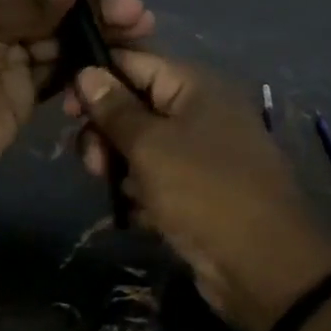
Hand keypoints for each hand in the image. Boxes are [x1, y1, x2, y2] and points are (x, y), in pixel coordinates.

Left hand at [0, 0, 153, 217]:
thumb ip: (30, 0)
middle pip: (50, 4)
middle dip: (90, 5)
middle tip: (134, 13)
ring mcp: (11, 57)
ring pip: (61, 37)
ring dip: (96, 34)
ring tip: (137, 32)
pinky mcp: (27, 91)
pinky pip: (61, 70)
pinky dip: (84, 65)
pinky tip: (112, 60)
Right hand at [67, 54, 330, 330]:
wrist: (263, 267)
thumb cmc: (203, 191)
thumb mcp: (150, 145)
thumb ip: (114, 109)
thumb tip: (86, 72)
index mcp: (196, 88)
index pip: (136, 63)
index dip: (98, 78)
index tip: (67, 106)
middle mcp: (200, 114)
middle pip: (135, 107)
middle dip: (106, 132)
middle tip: (92, 161)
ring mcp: (201, 155)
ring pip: (142, 148)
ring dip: (120, 167)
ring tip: (112, 188)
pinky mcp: (198, 193)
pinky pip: (157, 181)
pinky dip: (142, 194)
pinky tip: (137, 214)